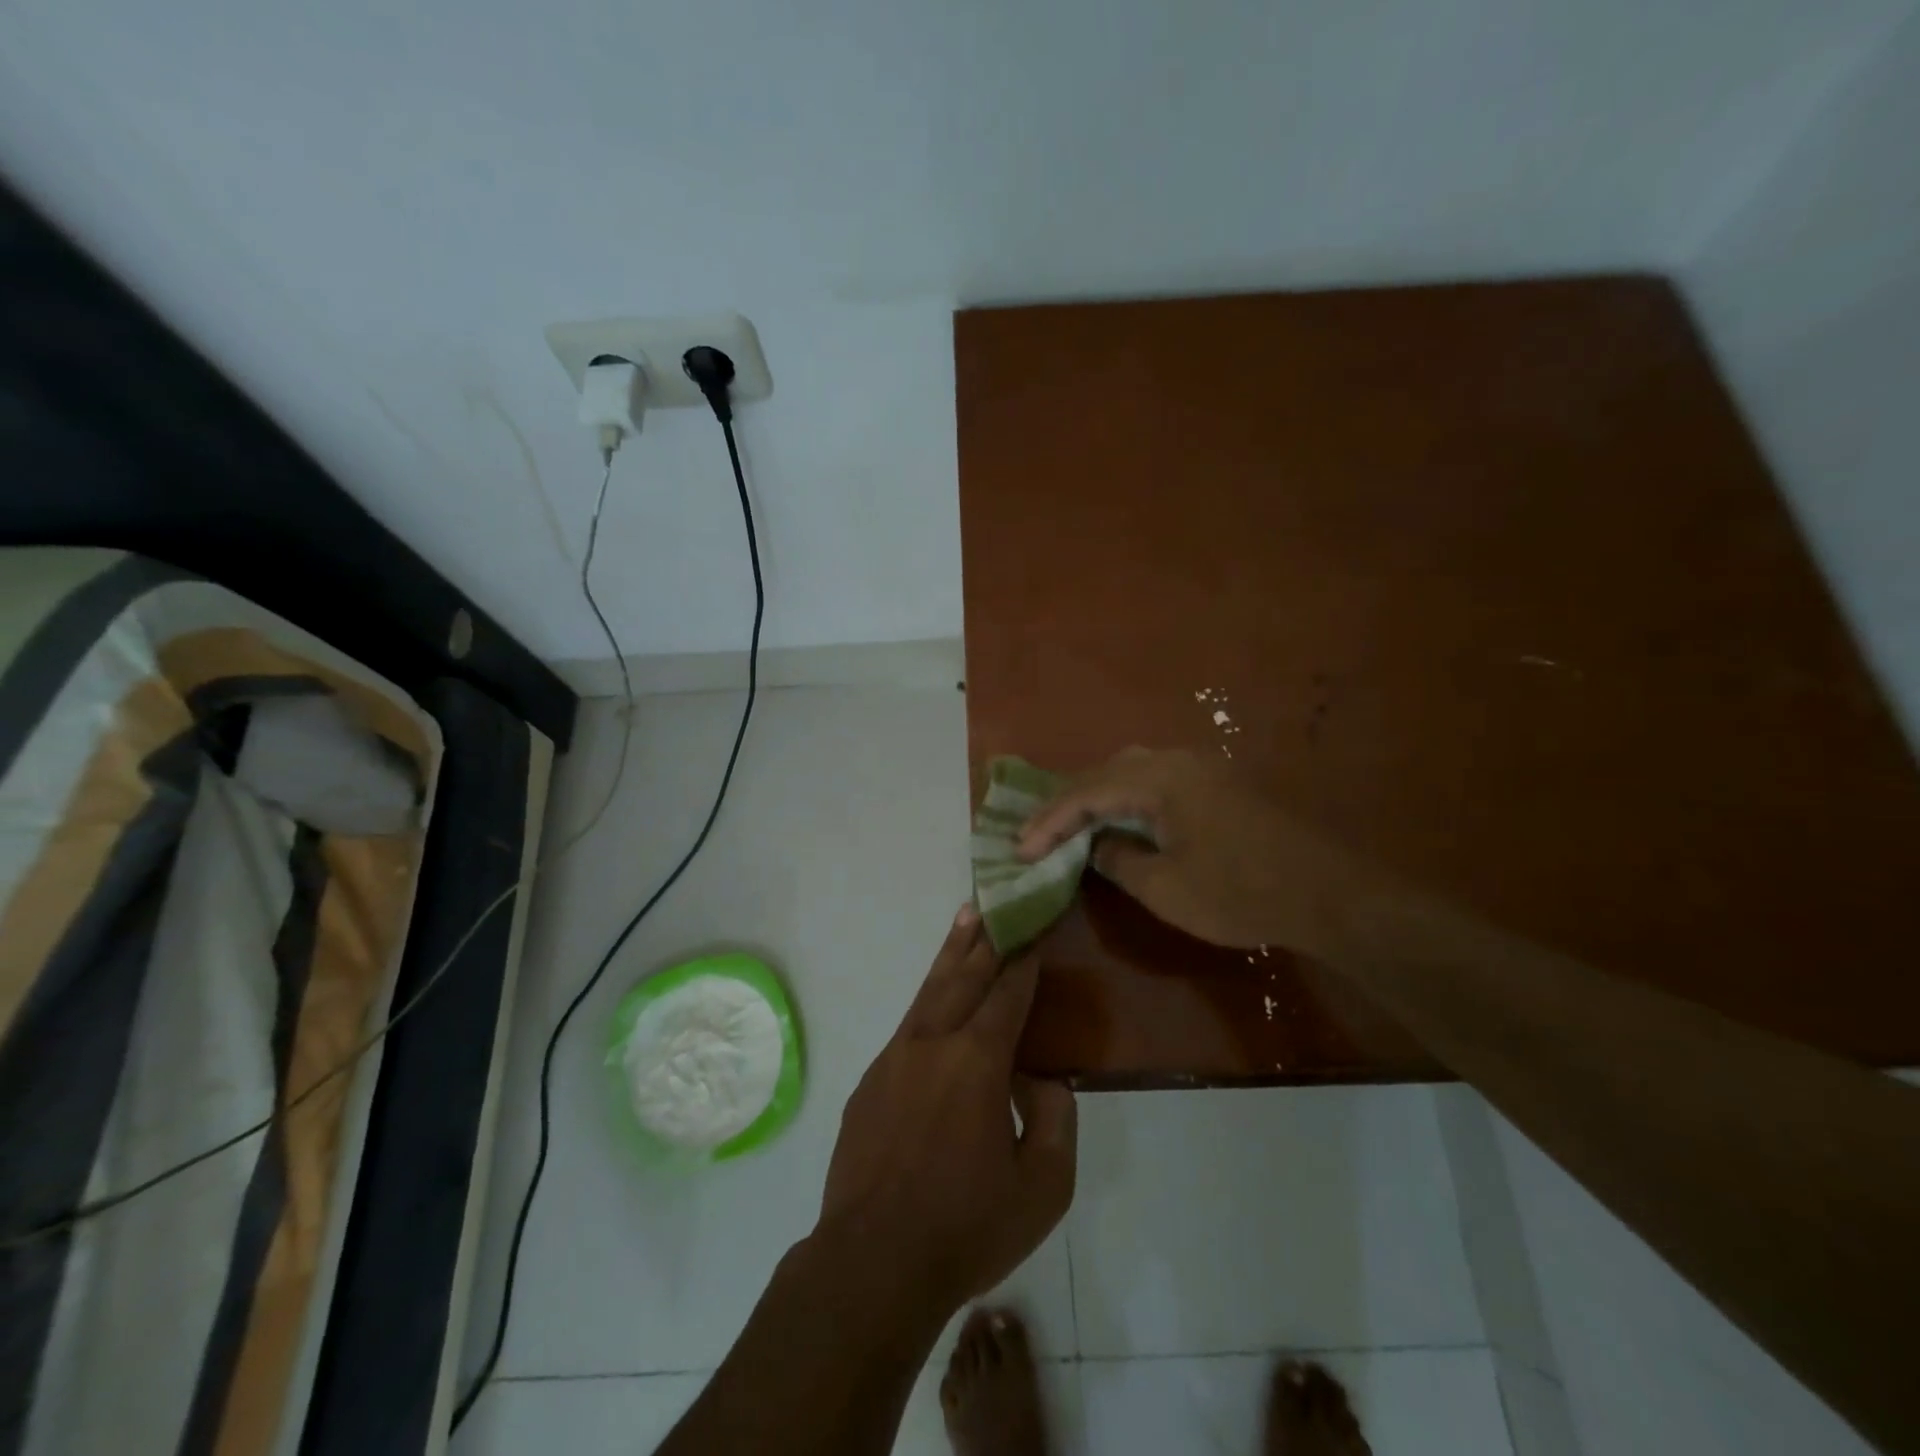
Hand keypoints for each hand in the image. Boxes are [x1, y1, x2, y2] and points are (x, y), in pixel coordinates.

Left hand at [818, 905, 1076, 1314]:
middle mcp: (933, 1043)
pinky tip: (934, 1000)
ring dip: (951, 953)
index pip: (1008, 995)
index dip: (1025, 960)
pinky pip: (907, 1027)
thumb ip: (1055, 1120)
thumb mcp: (1043, 1187)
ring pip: (930, 991)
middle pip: (964, 976)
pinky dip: (927, 1000)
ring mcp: (894, 1058)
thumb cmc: (966, 1227)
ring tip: (964, 917)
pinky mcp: (870, 1081)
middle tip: (998, 901)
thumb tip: (1041, 1080)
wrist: (871, 1264)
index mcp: (977, 1061)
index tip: (1035, 929)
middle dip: (987, 938)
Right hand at [1017, 747, 1365, 953]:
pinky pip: (1155, 782)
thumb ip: (1118, 860)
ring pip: (1130, 772)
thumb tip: (1096, 846)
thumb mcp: (1165, 887)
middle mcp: (1176, 761)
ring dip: (1095, 798)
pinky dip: (1125, 800)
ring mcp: (1201, 769)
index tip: (1020, 850)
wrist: (1328, 895)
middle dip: (1066, 804)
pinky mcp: (1218, 786)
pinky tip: (1117, 820)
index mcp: (1159, 778)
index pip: (1086, 793)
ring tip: (1067, 825)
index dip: (1048, 822)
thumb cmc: (1240, 892)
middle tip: (1036, 834)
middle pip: (1105, 773)